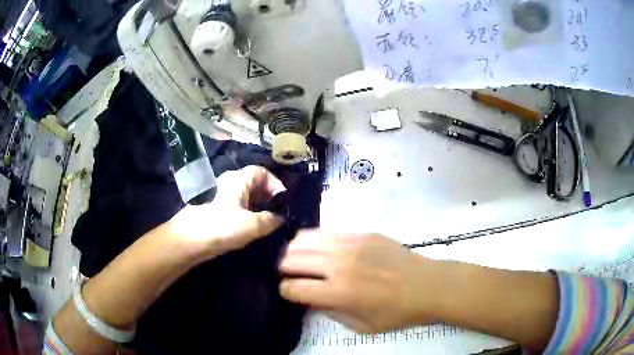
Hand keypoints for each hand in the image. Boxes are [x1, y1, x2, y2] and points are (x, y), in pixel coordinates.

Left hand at [169, 166, 285, 257]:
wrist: (188, 239)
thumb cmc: (221, 227)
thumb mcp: (252, 225)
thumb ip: (270, 220)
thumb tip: (279, 218)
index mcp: (237, 179)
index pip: (261, 171)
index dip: (275, 182)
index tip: (283, 200)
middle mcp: (227, 181)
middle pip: (252, 181)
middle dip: (267, 194)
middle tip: (276, 210)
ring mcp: (218, 193)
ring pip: (243, 193)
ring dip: (256, 203)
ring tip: (265, 219)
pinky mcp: (212, 206)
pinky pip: (234, 203)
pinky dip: (245, 210)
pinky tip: (248, 225)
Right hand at [279, 231, 438, 332]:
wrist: (428, 285)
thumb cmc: (397, 312)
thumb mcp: (362, 326)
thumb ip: (331, 312)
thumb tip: (311, 298)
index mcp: (340, 293)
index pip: (294, 288)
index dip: (285, 290)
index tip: (286, 291)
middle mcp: (340, 265)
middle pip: (294, 259)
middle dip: (282, 268)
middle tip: (284, 273)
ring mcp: (351, 244)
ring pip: (306, 239)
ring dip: (294, 249)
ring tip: (295, 257)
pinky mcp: (362, 233)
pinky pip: (327, 231)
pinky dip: (314, 239)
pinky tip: (317, 246)